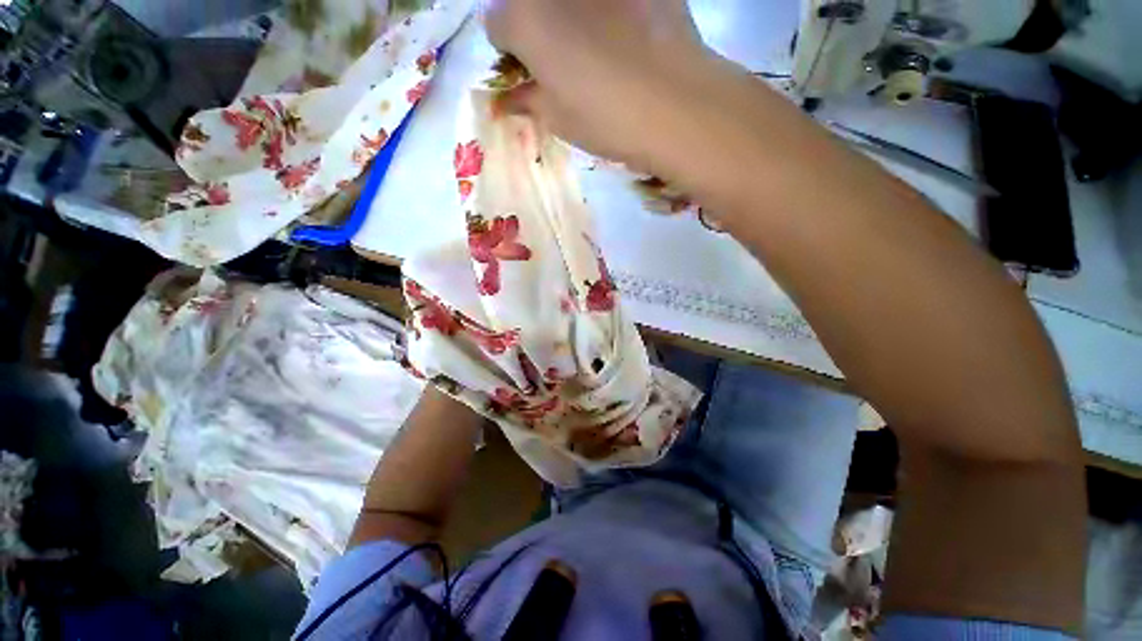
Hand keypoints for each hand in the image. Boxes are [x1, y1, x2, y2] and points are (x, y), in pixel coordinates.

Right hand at [483, 0, 713, 172]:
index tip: (529, 73)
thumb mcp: (558, 120)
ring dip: (570, 16)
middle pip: (528, 0)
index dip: (511, 52)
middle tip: (561, 59)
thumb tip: (512, 98)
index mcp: (524, 17)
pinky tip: (629, 34)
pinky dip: (610, 11)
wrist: (676, 105)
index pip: (496, 24)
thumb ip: (527, 100)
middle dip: (535, 26)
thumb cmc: (606, 119)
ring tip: (599, 47)